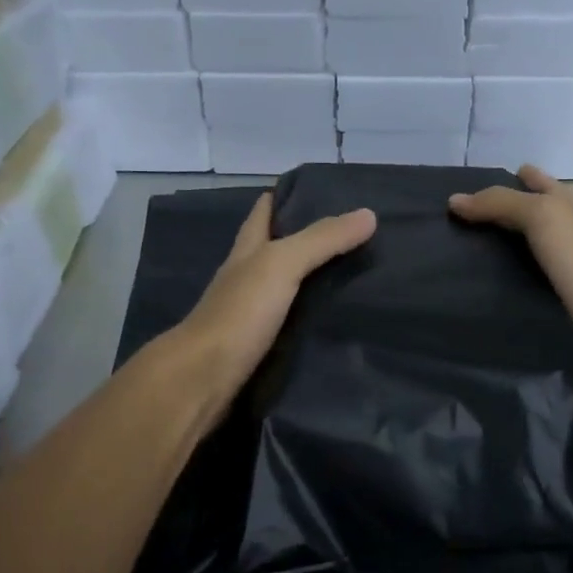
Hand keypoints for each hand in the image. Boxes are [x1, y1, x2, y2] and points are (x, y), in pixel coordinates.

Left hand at [174, 193, 376, 409]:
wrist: (204, 380)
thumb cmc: (238, 314)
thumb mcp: (281, 264)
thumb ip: (322, 240)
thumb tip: (369, 214)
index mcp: (246, 251)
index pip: (264, 211)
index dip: (288, 197)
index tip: (326, 192)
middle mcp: (245, 278)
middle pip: (276, 249)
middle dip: (309, 240)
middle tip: (357, 236)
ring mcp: (250, 315)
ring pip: (285, 288)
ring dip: (313, 282)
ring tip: (358, 277)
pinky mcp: (259, 347)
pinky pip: (291, 324)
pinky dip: (311, 318)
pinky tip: (336, 321)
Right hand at [449, 166, 572, 354]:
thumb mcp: (539, 216)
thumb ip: (499, 203)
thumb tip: (454, 200)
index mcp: (563, 204)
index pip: (535, 180)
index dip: (510, 177)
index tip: (471, 186)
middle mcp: (563, 228)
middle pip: (527, 211)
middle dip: (497, 210)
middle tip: (455, 218)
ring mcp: (560, 262)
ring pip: (523, 245)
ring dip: (497, 245)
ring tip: (458, 248)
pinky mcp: (554, 292)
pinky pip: (522, 275)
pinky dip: (502, 274)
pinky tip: (479, 280)